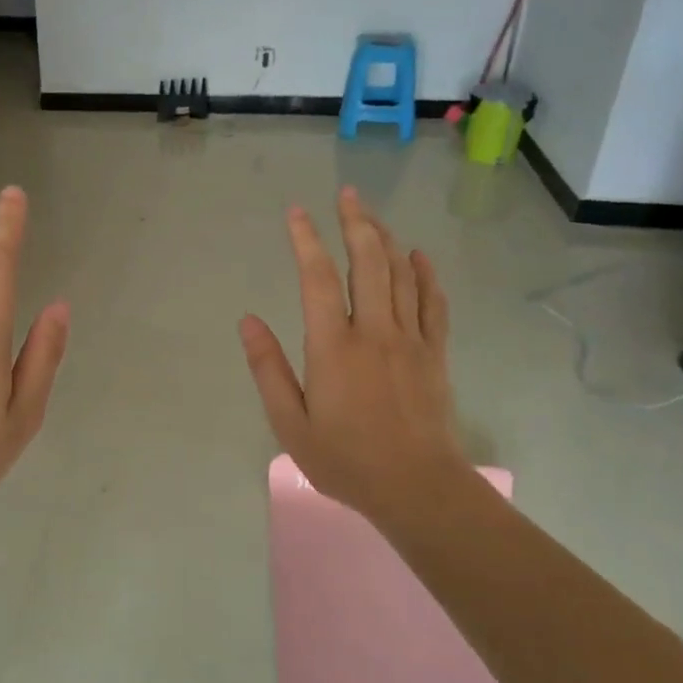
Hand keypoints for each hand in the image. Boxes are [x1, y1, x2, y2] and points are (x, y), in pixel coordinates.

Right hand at [240, 187, 471, 538]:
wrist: (418, 488)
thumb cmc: (346, 460)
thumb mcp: (290, 424)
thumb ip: (268, 369)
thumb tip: (248, 321)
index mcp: (333, 346)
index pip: (318, 277)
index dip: (306, 239)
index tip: (296, 212)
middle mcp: (374, 331)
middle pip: (368, 261)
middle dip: (355, 222)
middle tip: (347, 193)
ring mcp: (410, 339)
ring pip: (401, 273)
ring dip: (386, 238)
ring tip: (372, 215)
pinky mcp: (434, 353)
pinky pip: (433, 301)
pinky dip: (425, 273)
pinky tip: (418, 255)